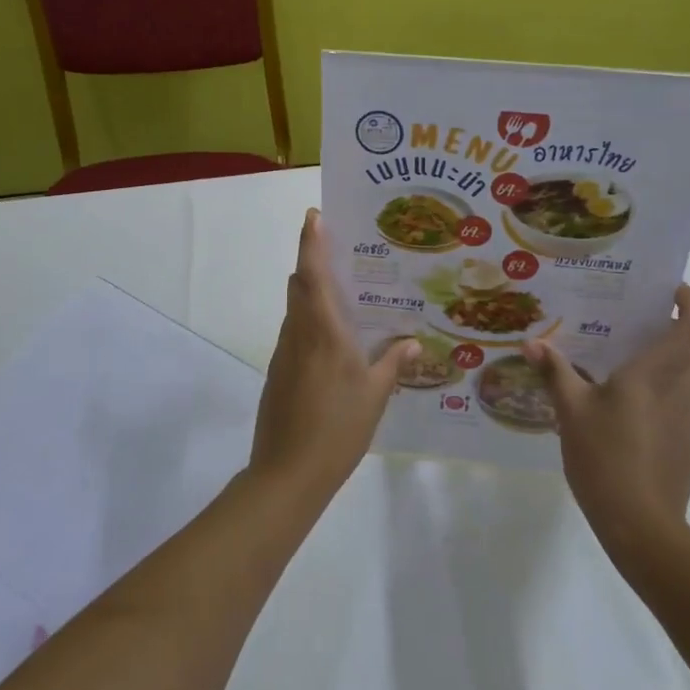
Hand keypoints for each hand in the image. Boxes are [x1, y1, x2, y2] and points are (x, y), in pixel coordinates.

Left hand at [249, 210, 418, 505]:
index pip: (312, 274)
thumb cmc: (337, 429)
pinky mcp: (278, 372)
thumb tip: (411, 342)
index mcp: (323, 332)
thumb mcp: (375, 396)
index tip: (313, 215)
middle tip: (343, 251)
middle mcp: (299, 333)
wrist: (287, 473)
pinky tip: (334, 341)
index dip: (311, 242)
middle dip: (313, 262)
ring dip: (312, 293)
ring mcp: (284, 353)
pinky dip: (310, 322)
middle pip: (299, 286)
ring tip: (346, 294)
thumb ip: (392, 364)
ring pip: (296, 309)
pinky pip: (295, 333)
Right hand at [523, 284, 689, 556]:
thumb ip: (555, 373)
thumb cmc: (606, 459)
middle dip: (671, 324)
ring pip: (683, 375)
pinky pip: (674, 401)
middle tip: (633, 313)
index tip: (671, 287)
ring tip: (619, 353)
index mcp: (655, 375)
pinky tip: (620, 402)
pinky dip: (656, 388)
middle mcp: (679, 391)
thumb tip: (532, 343)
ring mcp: (684, 420)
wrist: (643, 528)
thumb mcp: (571, 412)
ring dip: (663, 357)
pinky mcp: (681, 444)